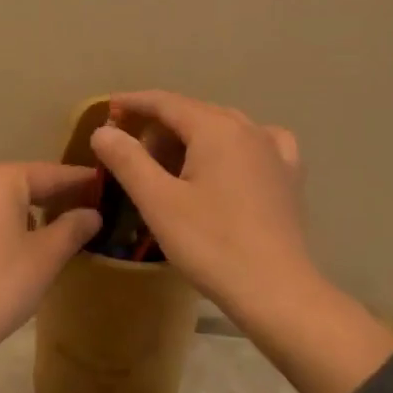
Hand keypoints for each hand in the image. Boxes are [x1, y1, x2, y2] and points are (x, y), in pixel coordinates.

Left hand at [0, 163, 100, 392]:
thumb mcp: (44, 258)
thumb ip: (72, 229)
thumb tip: (91, 213)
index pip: (49, 173)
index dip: (79, 181)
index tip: (103, 185)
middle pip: (18, 184)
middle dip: (48, 198)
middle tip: (79, 212)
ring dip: (18, 215)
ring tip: (43, 237)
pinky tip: (1, 257)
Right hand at [88, 92, 315, 326]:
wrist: (276, 290)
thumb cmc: (211, 244)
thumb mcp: (158, 201)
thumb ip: (127, 160)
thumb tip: (103, 130)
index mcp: (215, 129)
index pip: (167, 102)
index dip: (135, 102)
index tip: (109, 109)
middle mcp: (248, 129)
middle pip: (195, 113)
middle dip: (161, 124)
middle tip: (132, 152)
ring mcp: (274, 152)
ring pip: (225, 128)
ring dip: (193, 137)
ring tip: (171, 162)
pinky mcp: (289, 177)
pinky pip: (257, 145)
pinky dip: (234, 146)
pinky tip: (230, 163)